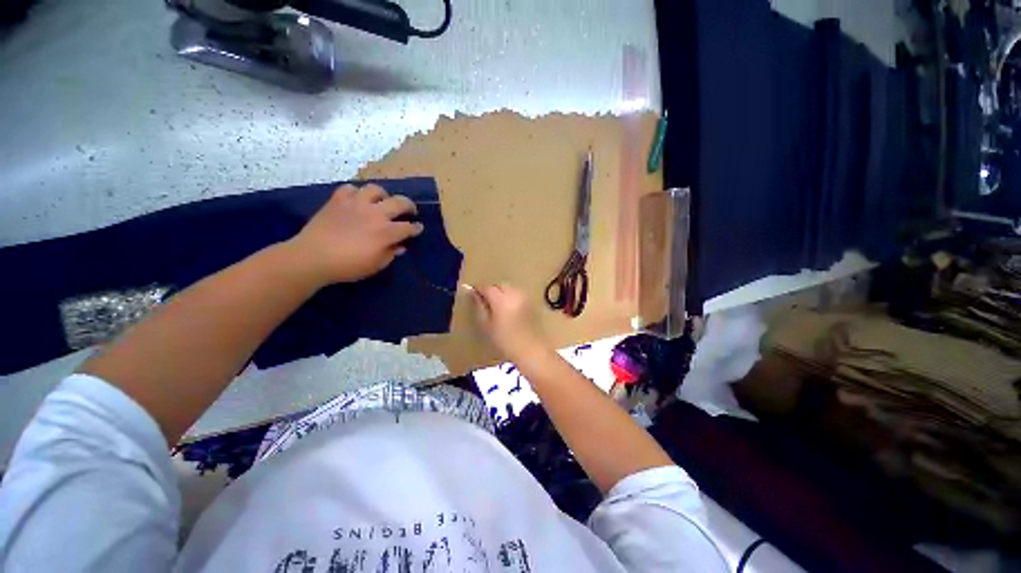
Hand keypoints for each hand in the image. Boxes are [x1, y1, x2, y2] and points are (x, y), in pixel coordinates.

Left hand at [287, 184, 423, 284]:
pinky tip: (357, 200)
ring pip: (375, 189)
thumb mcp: (375, 265)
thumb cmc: (347, 266)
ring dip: (383, 195)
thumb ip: (390, 253)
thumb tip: (400, 246)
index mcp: (386, 232)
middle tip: (410, 211)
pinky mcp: (338, 200)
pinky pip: (350, 189)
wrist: (313, 257)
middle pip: (399, 202)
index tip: (418, 228)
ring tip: (382, 202)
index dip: (416, 228)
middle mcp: (375, 214)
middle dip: (409, 206)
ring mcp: (356, 204)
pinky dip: (356, 193)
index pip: (408, 227)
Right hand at [473, 284, 547, 360]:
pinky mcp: (532, 302)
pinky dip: (511, 296)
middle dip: (492, 290)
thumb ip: (480, 307)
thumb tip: (475, 295)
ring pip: (510, 288)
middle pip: (500, 285)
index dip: (479, 289)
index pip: (488, 288)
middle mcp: (514, 294)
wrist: (531, 350)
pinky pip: (517, 293)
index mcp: (502, 300)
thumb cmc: (505, 341)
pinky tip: (508, 307)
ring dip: (502, 292)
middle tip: (485, 299)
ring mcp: (525, 297)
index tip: (473, 292)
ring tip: (497, 304)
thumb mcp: (487, 326)